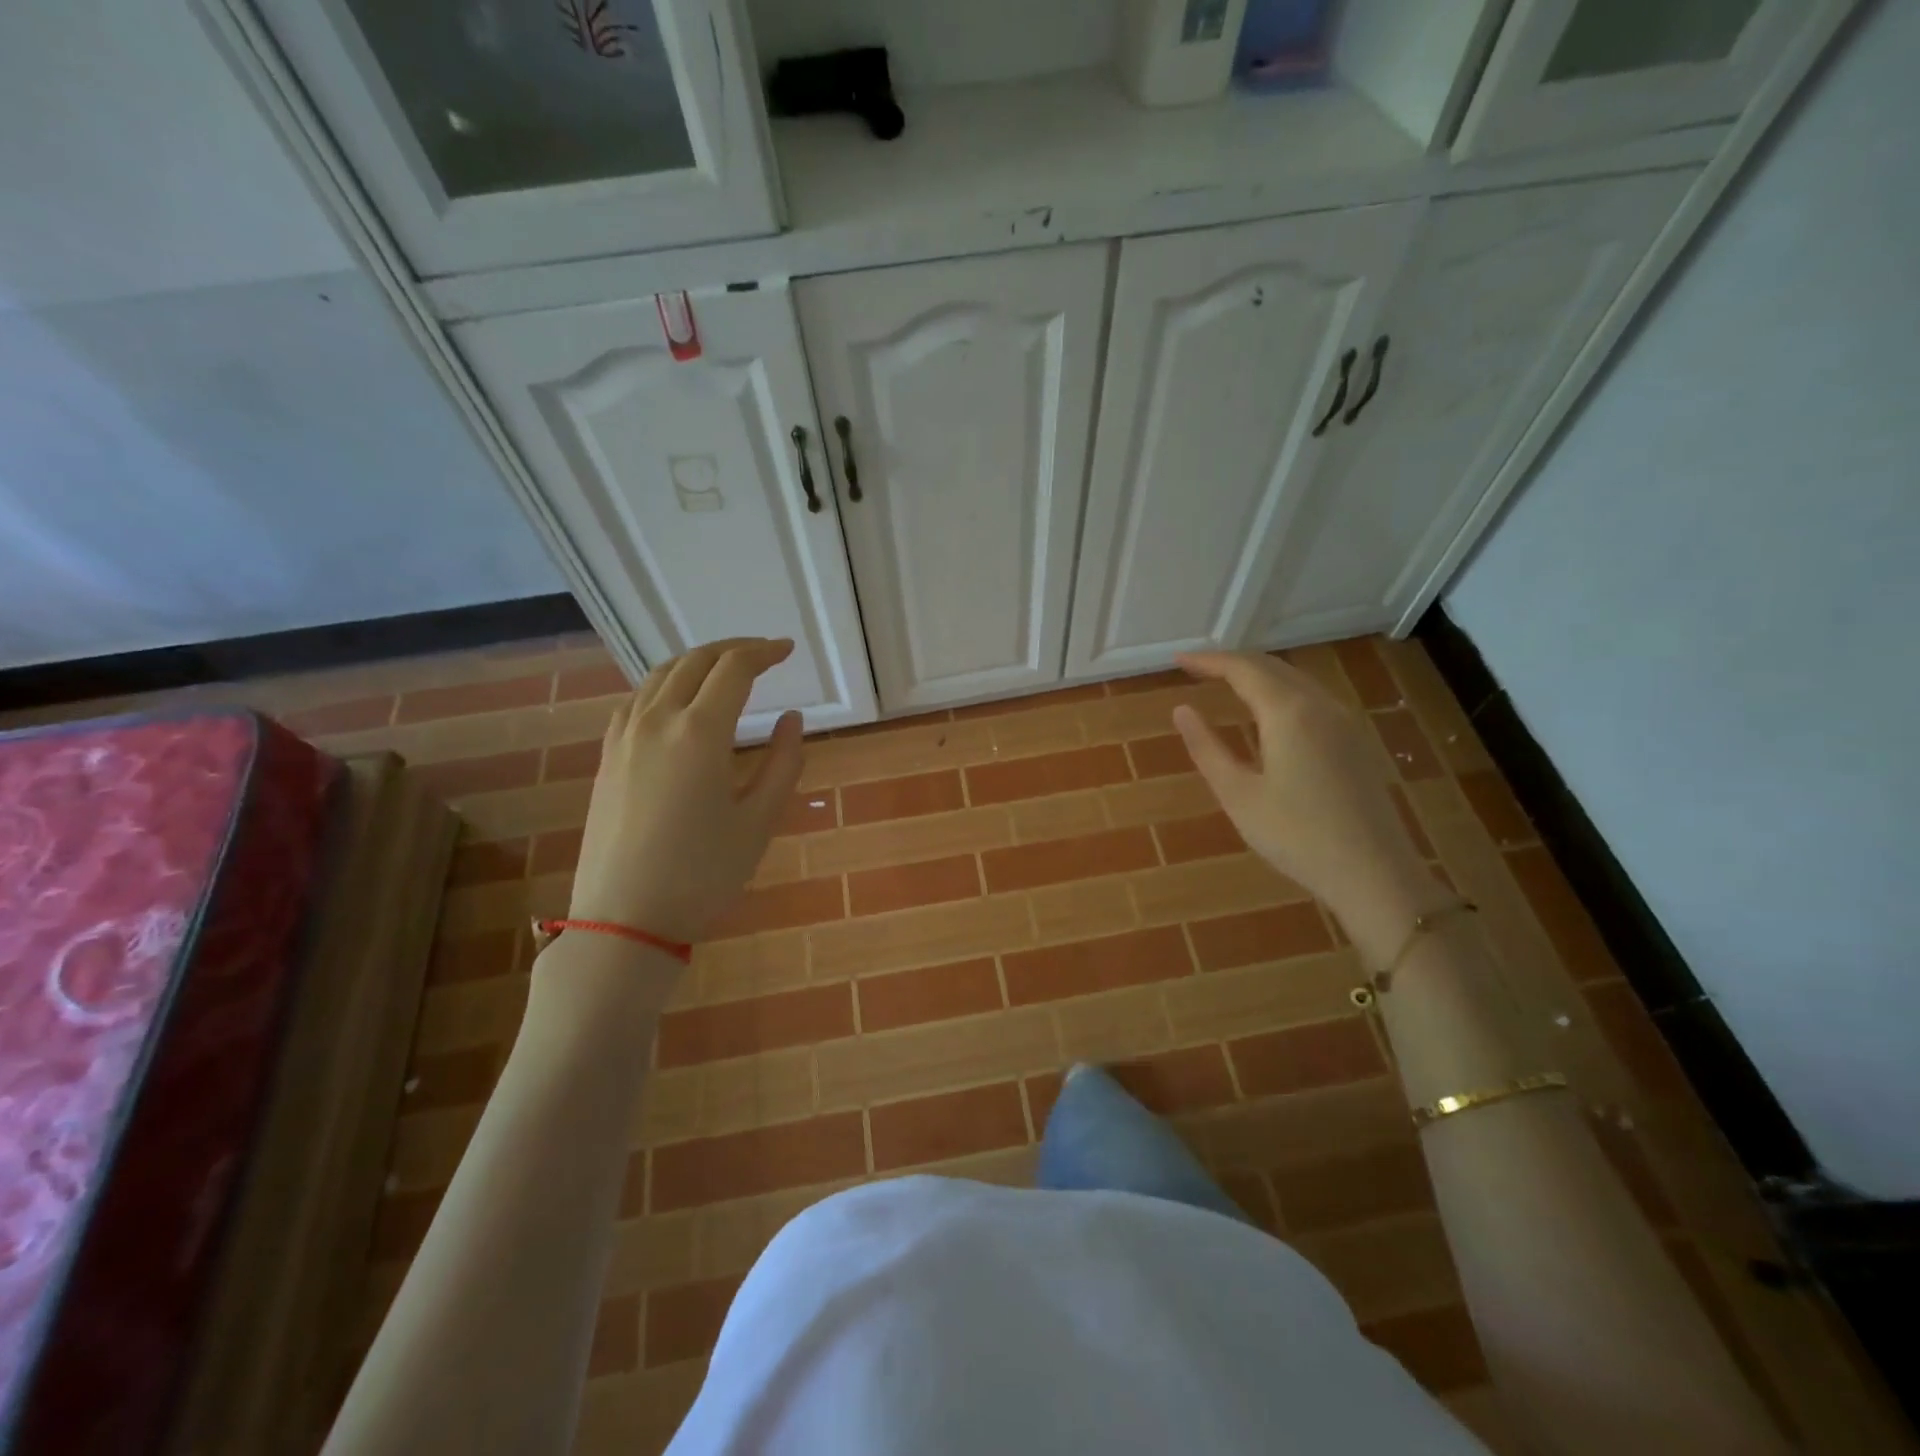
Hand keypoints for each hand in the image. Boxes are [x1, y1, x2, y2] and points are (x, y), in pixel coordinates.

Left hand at [567, 638, 804, 944]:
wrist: (625, 919)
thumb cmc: (703, 874)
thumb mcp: (759, 821)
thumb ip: (782, 763)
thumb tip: (791, 718)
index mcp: (700, 732)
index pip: (734, 669)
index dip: (764, 653)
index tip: (788, 650)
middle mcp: (657, 721)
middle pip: (695, 661)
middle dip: (733, 650)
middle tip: (763, 654)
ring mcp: (624, 737)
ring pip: (660, 675)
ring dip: (696, 662)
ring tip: (724, 670)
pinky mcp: (607, 756)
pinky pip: (635, 700)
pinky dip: (664, 685)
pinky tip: (676, 701)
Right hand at [1171, 651, 1438, 930]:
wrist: (1374, 873)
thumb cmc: (1296, 836)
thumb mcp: (1238, 795)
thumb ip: (1207, 748)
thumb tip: (1182, 710)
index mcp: (1289, 712)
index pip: (1243, 669)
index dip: (1208, 660)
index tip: (1177, 660)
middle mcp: (1320, 705)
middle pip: (1272, 667)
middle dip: (1232, 663)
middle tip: (1197, 668)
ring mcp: (1344, 722)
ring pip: (1296, 680)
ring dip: (1258, 675)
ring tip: (1226, 683)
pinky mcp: (1355, 742)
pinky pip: (1312, 699)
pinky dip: (1280, 692)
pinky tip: (1268, 713)